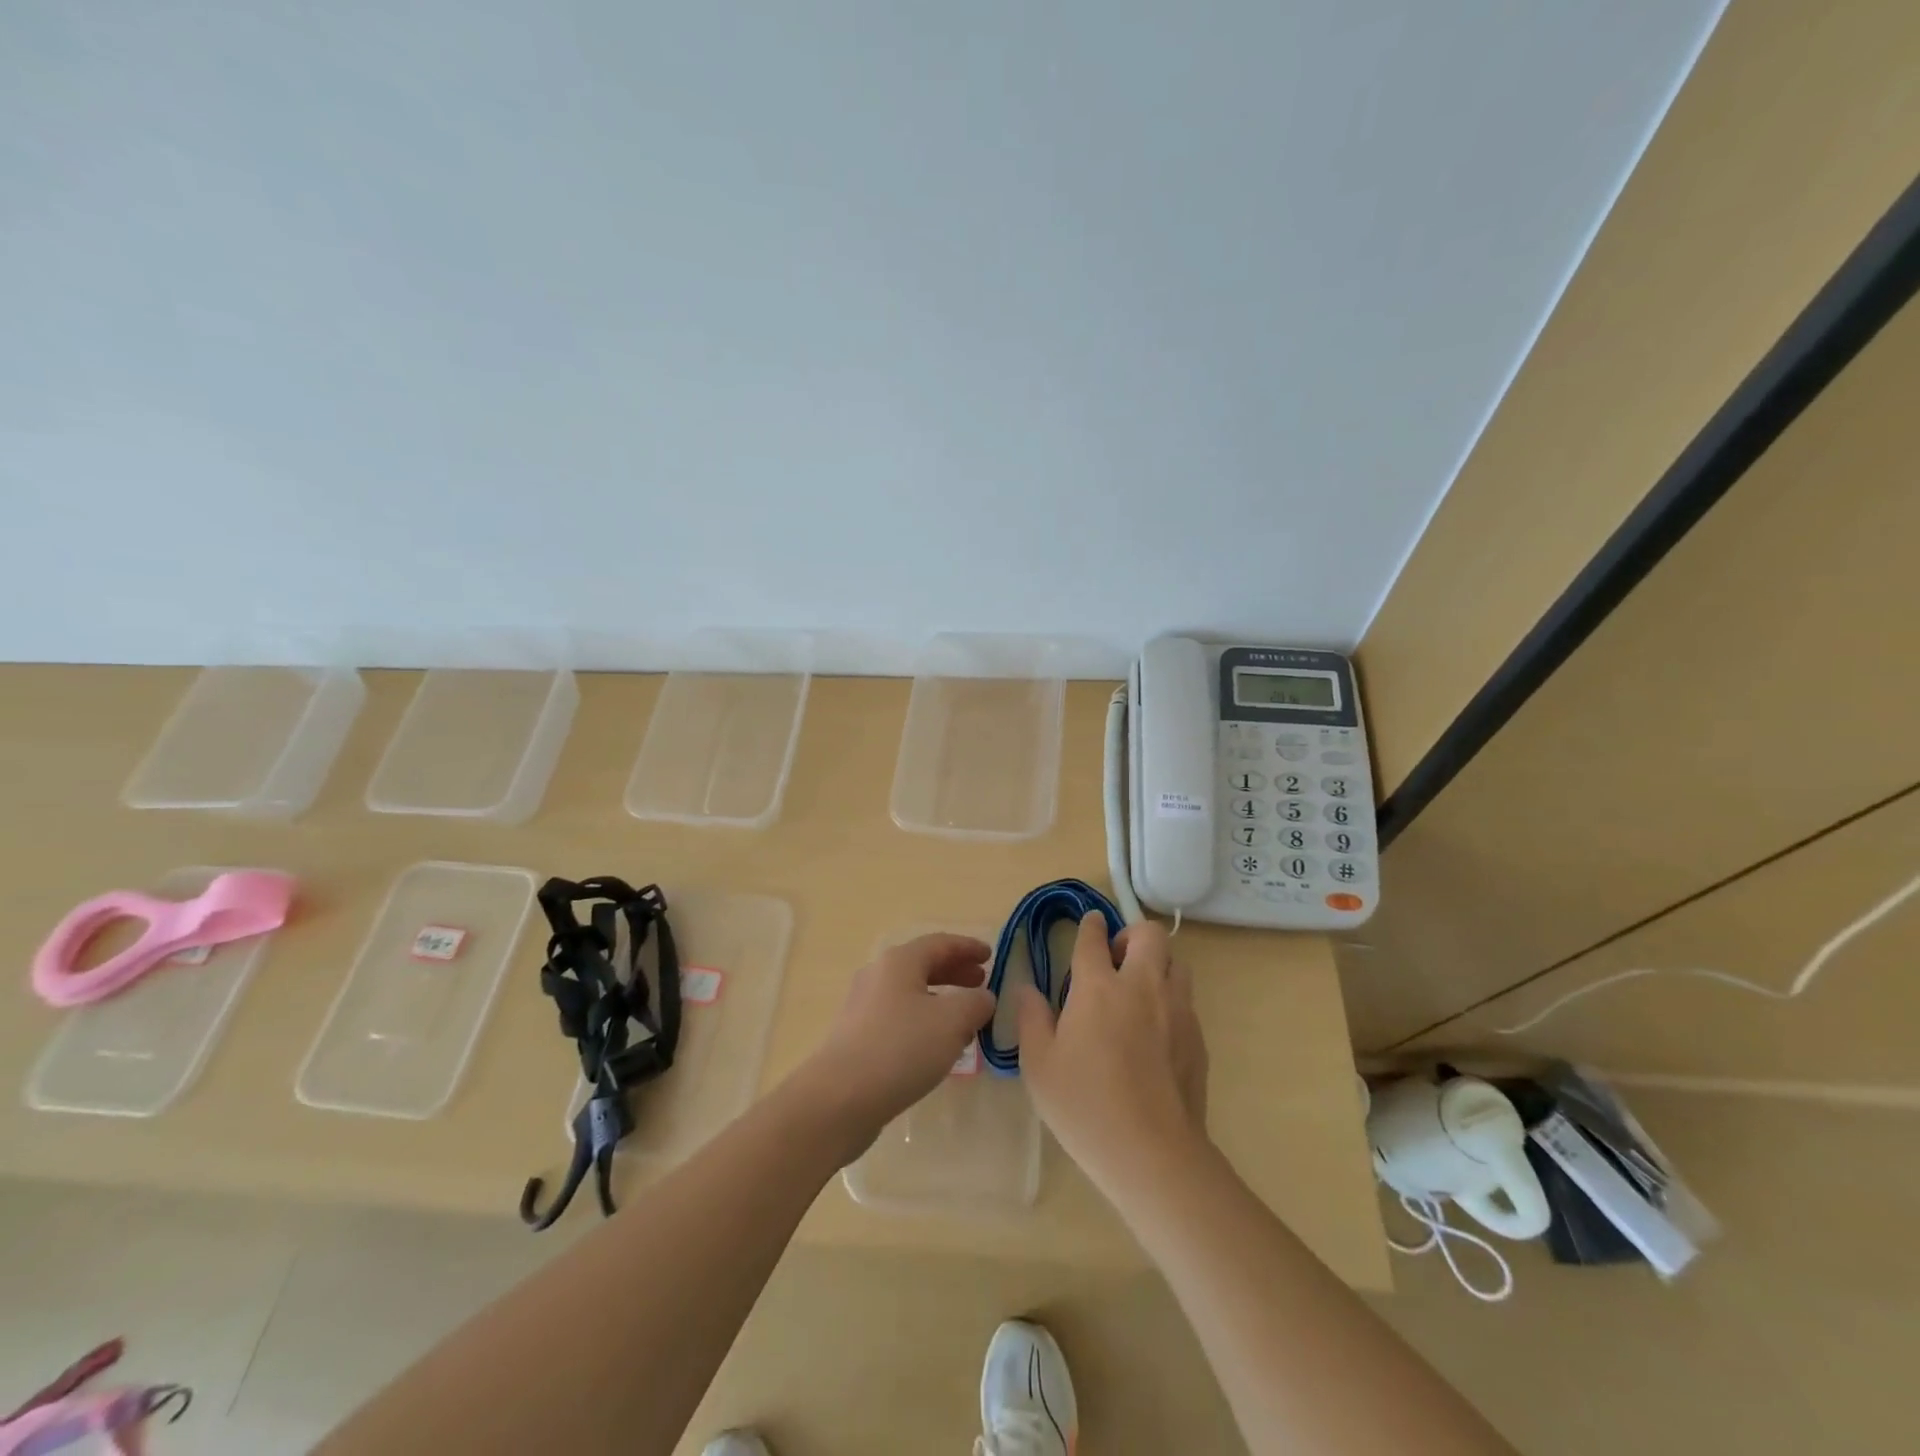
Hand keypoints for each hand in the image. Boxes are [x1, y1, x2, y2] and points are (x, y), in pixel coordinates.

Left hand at [792, 933, 995, 1161]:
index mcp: (899, 961)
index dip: (967, 947)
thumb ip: (975, 1003)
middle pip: (922, 965)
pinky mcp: (857, 1037)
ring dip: (941, 998)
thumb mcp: (952, 1022)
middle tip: (981, 983)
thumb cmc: (901, 1048)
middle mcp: (878, 976)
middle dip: (954, 972)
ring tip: (965, 1017)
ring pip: (910, 993)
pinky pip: (899, 1017)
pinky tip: (936, 1045)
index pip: (940, 943)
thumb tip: (983, 998)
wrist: (839, 1098)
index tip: (991, 955)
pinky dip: (924, 1020)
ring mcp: (864, 1007)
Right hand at [1015, 914, 1209, 1198]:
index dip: (1089, 926)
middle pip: (1149, 934)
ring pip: (1176, 963)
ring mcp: (1176, 1011)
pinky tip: (1154, 1035)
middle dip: (1132, 935)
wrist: (1153, 1153)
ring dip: (1156, 965)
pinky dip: (1169, 1001)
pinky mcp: (1197, 1038)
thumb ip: (1032, 1018)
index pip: (1093, 938)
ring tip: (1137, 993)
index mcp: (1098, 987)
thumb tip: (1027, 988)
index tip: (1089, 923)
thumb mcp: (1040, 1064)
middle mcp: (1142, 986)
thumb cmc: (1085, 1105)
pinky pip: (1186, 1001)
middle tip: (1115, 960)